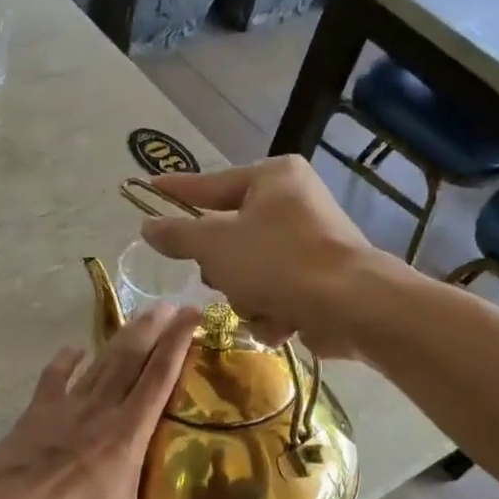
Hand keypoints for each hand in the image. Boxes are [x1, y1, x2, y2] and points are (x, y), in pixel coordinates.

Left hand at [0, 304, 200, 498]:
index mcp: (125, 438)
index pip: (159, 381)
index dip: (179, 346)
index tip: (196, 317)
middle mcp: (99, 413)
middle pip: (132, 360)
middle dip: (156, 329)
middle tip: (175, 303)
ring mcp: (64, 410)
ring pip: (100, 363)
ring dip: (122, 337)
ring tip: (142, 313)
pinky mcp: (34, 415)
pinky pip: (53, 380)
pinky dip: (65, 362)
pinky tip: (72, 349)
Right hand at [139, 157, 372, 358]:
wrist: (350, 306)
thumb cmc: (278, 262)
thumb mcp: (215, 245)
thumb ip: (177, 235)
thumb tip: (148, 226)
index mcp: (273, 178)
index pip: (211, 184)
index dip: (177, 191)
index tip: (149, 189)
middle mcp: (295, 203)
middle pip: (230, 236)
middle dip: (224, 268)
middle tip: (224, 277)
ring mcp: (311, 242)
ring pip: (249, 271)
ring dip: (247, 296)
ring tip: (262, 304)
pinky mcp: (321, 279)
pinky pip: (275, 292)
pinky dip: (273, 310)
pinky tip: (283, 320)